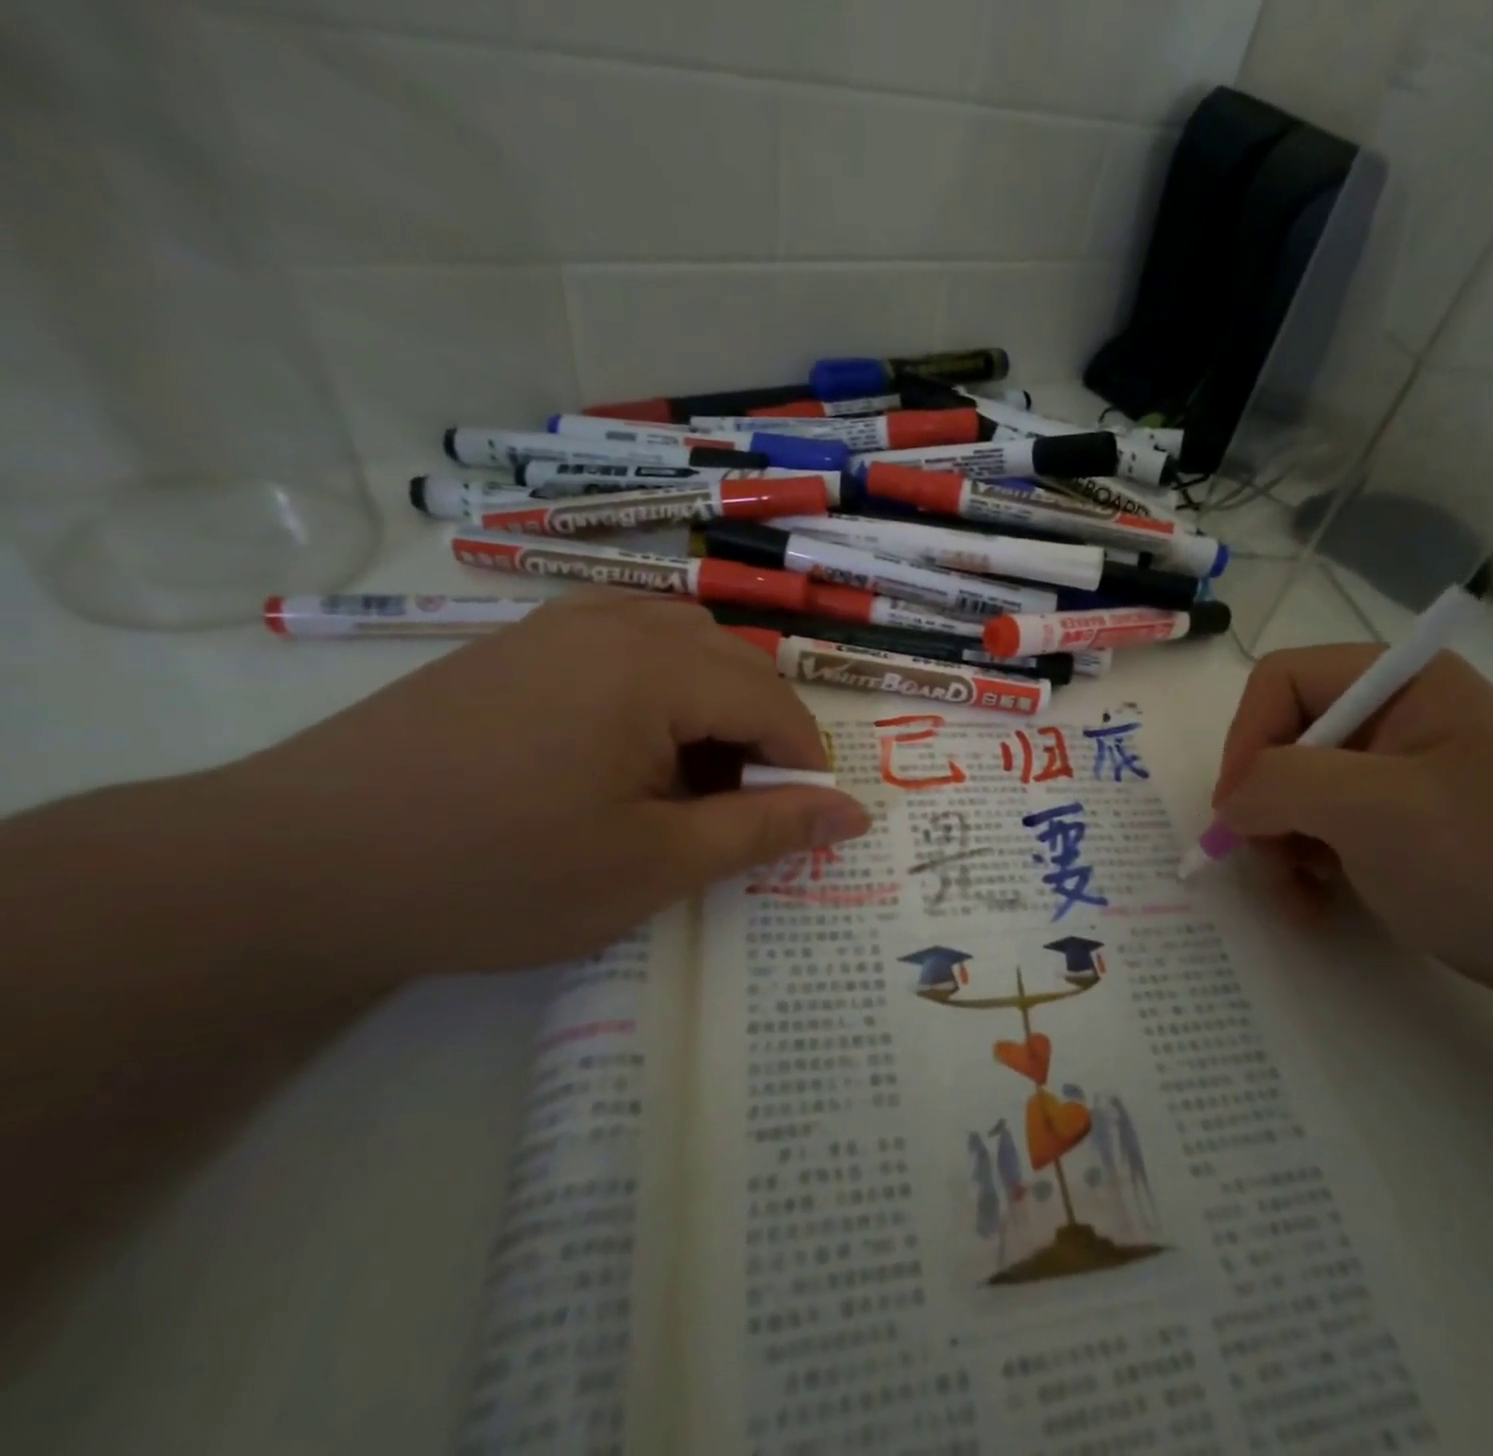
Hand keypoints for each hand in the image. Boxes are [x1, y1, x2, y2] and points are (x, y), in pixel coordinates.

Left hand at [212, 590, 870, 981]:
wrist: (298, 866)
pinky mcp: (518, 642)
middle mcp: (614, 622)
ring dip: (711, 706)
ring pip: (683, 644)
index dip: (802, 762)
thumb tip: (853, 812)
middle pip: (733, 664)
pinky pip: (624, 641)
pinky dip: (658, 686)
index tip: (802, 821)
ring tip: (685, 779)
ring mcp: (559, 623)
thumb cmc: (498, 874)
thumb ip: (764, 830)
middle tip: (738, 810)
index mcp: (655, 667)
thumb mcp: (653, 866)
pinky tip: (629, 742)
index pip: (773, 700)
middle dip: (758, 735)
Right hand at [1212, 645, 1492, 998]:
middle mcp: (1393, 714)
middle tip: (1268, 862)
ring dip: (1278, 843)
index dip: (1247, 739)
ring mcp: (1394, 769)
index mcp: (1401, 682)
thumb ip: (1280, 783)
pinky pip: (1319, 823)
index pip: (1281, 681)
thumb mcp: (1376, 810)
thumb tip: (1230, 804)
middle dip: (1264, 805)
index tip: (1238, 810)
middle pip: (1281, 738)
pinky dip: (1303, 863)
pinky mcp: (1396, 818)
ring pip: (1291, 788)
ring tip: (1298, 894)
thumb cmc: (1491, 862)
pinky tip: (1317, 901)